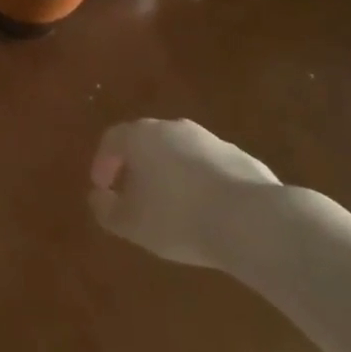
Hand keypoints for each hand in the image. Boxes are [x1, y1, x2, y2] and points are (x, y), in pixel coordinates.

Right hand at [88, 118, 285, 275]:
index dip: (103, 163)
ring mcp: (210, 140)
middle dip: (137, 166)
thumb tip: (97, 198)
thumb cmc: (178, 218)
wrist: (252, 221)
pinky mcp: (241, 158)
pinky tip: (207, 212)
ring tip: (173, 207)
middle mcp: (174, 128)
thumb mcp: (131, 223)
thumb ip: (106, 210)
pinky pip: (210, 168)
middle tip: (134, 194)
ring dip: (171, 174)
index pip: (112, 140)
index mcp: (141, 136)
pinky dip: (201, 183)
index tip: (102, 188)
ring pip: (180, 153)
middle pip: (147, 141)